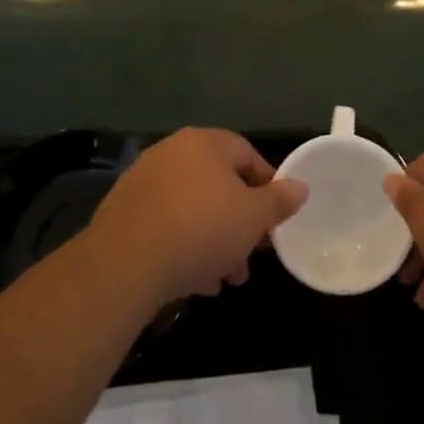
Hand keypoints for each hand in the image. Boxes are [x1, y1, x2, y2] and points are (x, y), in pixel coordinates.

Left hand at [89, 128, 307, 306]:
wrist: (126, 262)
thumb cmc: (202, 229)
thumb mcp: (254, 217)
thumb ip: (279, 200)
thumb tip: (300, 187)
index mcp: (204, 143)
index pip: (248, 155)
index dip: (268, 188)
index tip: (275, 221)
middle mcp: (171, 153)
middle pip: (218, 186)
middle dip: (239, 224)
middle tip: (251, 257)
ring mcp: (143, 181)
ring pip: (192, 209)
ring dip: (214, 242)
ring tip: (224, 278)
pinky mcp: (123, 212)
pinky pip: (166, 225)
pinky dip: (183, 246)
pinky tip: (194, 280)